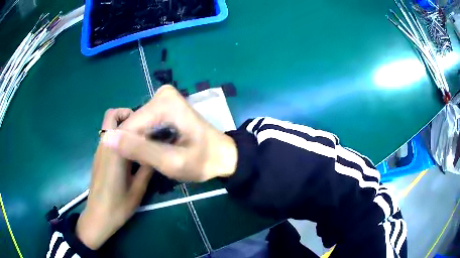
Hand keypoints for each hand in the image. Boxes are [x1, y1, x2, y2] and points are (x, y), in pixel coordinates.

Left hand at [76, 108, 153, 249]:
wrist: (98, 217)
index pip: (126, 121)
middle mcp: (105, 144)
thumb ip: (147, 167)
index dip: (142, 119)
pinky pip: (108, 137)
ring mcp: (99, 150)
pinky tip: (130, 154)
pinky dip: (119, 136)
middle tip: (144, 129)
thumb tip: (157, 151)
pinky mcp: (98, 157)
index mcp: (115, 150)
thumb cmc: (118, 205)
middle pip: (112, 115)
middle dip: (128, 115)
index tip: (155, 127)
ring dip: (124, 126)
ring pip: (109, 125)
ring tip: (140, 141)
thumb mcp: (138, 188)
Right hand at [101, 85, 237, 181]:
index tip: (140, 165)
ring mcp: (163, 98)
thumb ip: (139, 150)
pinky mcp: (163, 105)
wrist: (222, 155)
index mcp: (164, 103)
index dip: (129, 149)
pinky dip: (145, 138)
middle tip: (151, 162)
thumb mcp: (171, 162)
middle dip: (136, 145)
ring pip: (137, 124)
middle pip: (133, 124)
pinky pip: (144, 123)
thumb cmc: (202, 161)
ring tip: (154, 156)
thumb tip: (106, 139)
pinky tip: (155, 148)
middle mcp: (162, 93)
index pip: (130, 126)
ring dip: (140, 143)